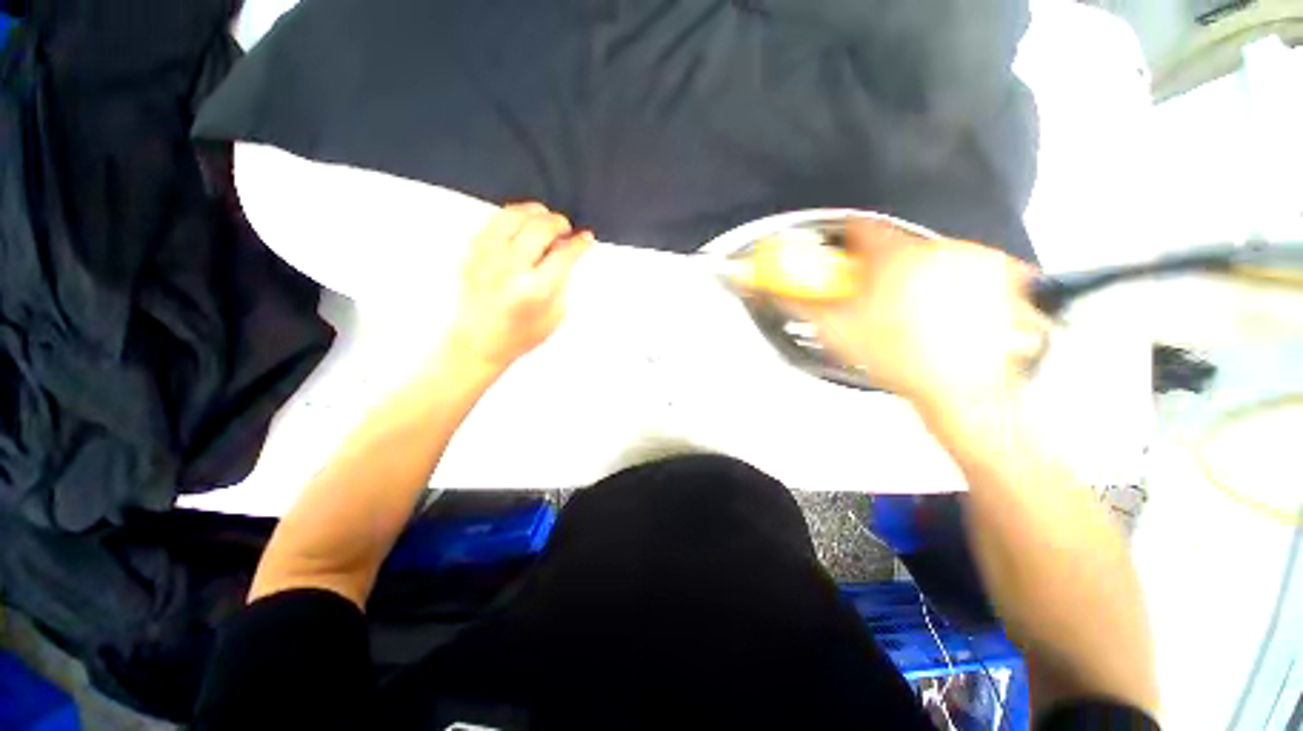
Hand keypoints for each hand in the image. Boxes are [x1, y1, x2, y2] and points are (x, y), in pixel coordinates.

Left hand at [446, 203, 592, 371]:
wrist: (479, 341)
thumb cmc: (522, 335)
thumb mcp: (556, 314)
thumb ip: (562, 279)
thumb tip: (568, 251)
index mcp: (535, 290)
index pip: (564, 253)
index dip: (580, 243)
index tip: (586, 238)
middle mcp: (510, 269)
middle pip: (540, 227)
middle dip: (559, 223)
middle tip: (566, 229)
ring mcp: (487, 258)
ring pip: (514, 215)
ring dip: (535, 212)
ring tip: (545, 220)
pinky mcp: (472, 253)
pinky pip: (494, 221)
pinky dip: (513, 217)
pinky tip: (523, 224)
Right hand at [781, 220, 1048, 411]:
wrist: (960, 389)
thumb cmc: (900, 361)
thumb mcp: (834, 331)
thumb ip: (799, 304)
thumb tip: (773, 291)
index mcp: (893, 257)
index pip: (859, 228)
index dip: (844, 241)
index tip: (843, 257)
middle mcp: (936, 249)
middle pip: (894, 245)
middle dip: (879, 268)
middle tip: (873, 299)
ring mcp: (974, 260)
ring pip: (928, 257)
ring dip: (913, 276)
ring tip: (908, 314)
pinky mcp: (1003, 276)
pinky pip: (969, 267)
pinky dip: (954, 282)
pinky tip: (944, 311)